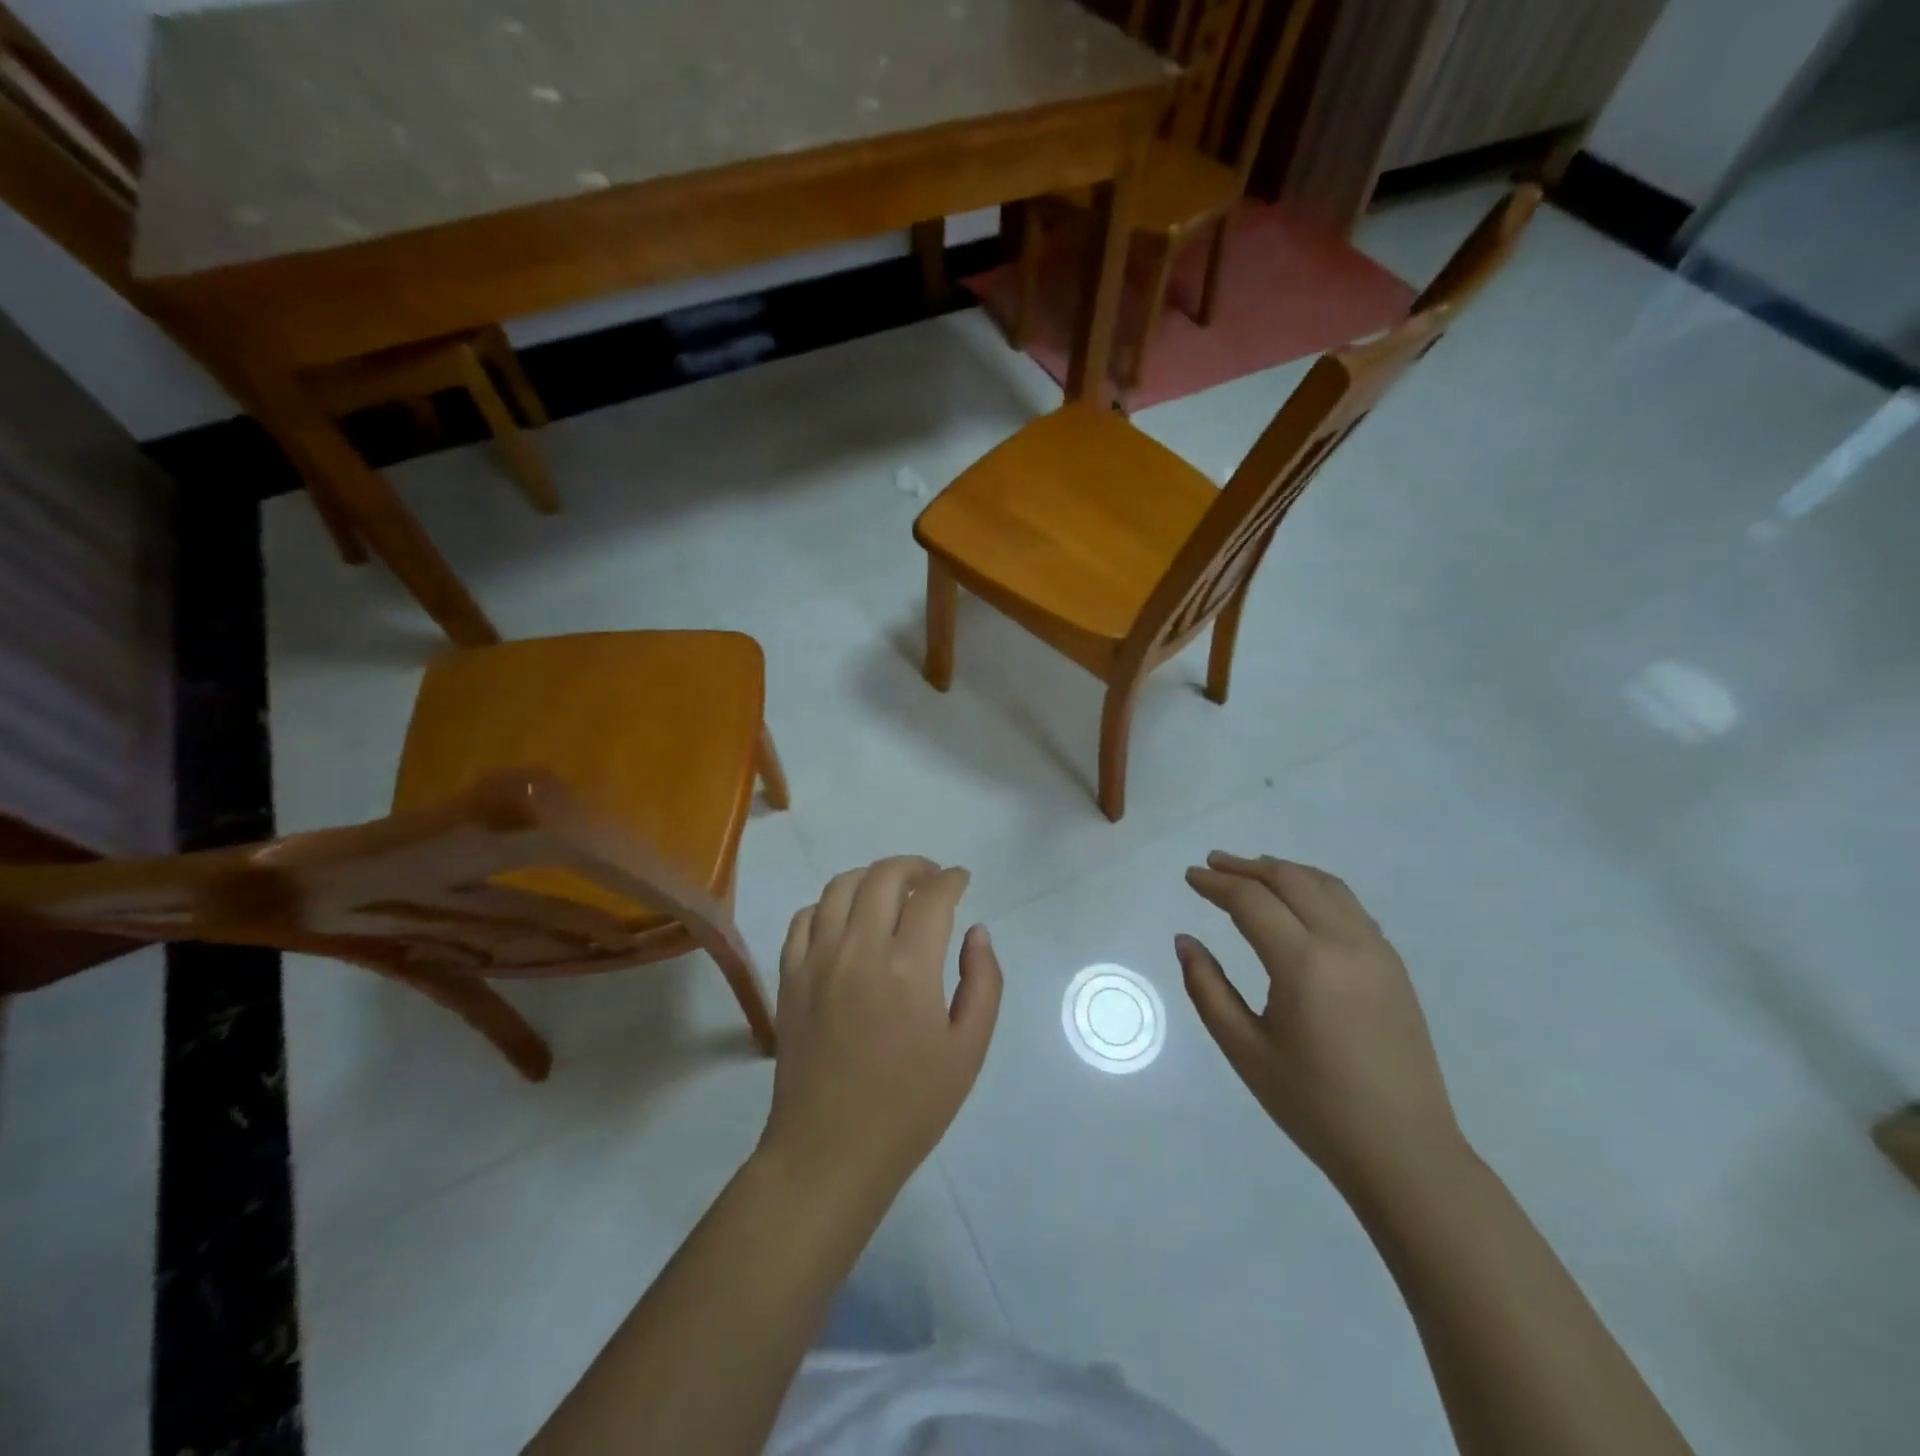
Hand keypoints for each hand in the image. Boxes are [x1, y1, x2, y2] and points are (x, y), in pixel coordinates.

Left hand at [759, 857, 1001, 1200]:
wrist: (830, 1151)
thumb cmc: (910, 1106)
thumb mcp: (968, 1050)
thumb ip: (983, 982)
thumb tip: (976, 932)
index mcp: (910, 968)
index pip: (933, 896)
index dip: (951, 879)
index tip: (961, 880)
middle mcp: (859, 950)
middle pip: (884, 877)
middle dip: (914, 866)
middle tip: (930, 880)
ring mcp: (817, 960)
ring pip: (840, 886)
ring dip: (871, 877)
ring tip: (890, 892)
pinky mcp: (789, 976)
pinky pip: (804, 918)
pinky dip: (828, 905)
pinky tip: (844, 921)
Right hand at [1178, 852, 1470, 1204]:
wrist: (1405, 1153)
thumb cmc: (1314, 1106)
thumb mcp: (1244, 1050)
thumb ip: (1207, 988)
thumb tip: (1185, 941)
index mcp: (1304, 964)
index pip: (1252, 901)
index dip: (1216, 884)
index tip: (1190, 876)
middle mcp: (1345, 944)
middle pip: (1291, 880)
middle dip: (1247, 867)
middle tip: (1213, 864)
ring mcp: (1377, 951)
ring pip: (1326, 885)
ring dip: (1284, 871)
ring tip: (1252, 873)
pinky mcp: (1394, 966)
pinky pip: (1350, 906)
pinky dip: (1316, 889)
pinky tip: (1299, 903)